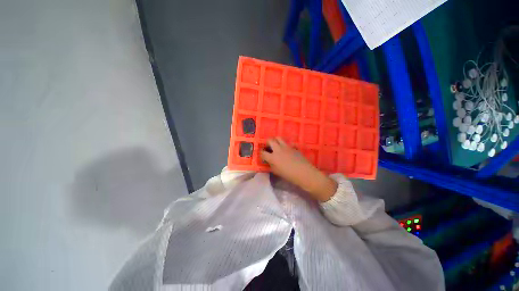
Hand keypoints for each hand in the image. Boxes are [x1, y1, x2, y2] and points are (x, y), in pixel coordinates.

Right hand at [261, 137, 336, 201]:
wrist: (304, 173)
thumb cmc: (289, 175)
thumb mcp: (277, 172)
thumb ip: (271, 165)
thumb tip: (269, 161)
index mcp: (273, 157)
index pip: (263, 152)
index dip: (261, 153)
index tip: (263, 155)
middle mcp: (278, 149)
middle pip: (270, 140)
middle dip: (267, 143)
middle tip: (268, 147)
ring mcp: (286, 147)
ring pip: (278, 138)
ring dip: (275, 141)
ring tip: (276, 146)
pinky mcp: (293, 147)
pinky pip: (287, 143)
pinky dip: (284, 145)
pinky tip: (286, 150)